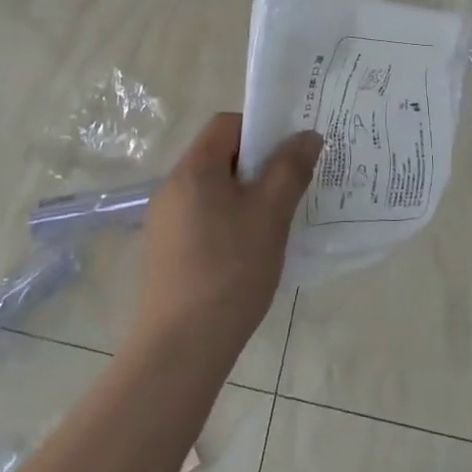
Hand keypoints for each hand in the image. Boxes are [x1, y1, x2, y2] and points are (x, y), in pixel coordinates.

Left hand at [136, 113, 323, 353]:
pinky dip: (228, 222)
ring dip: (245, 197)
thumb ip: (290, 169)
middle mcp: (171, 188)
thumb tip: (307, 135)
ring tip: (274, 224)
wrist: (181, 347)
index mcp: (193, 170)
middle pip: (219, 156)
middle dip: (257, 166)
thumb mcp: (270, 214)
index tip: (288, 155)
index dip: (260, 129)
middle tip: (290, 190)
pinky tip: (249, 253)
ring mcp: (164, 222)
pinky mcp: (165, 252)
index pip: (226, 124)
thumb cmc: (230, 270)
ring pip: (212, 191)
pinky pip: (202, 219)